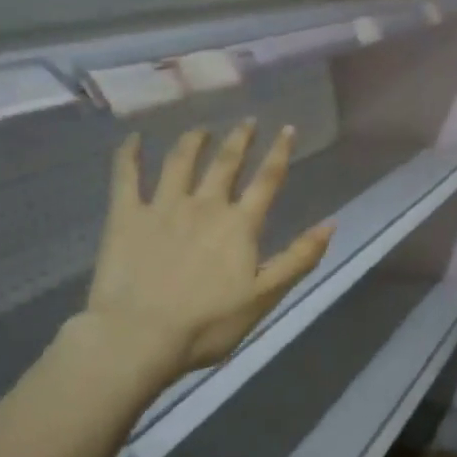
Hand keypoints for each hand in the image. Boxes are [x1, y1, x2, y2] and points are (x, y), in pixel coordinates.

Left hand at [78, 120, 332, 394]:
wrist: (139, 335)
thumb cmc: (209, 323)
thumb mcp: (265, 296)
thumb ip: (299, 258)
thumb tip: (331, 224)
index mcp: (240, 225)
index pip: (267, 180)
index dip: (279, 152)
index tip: (286, 128)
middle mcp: (204, 205)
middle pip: (225, 163)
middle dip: (239, 140)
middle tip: (246, 121)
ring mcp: (162, 207)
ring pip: (180, 162)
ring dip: (193, 141)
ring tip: (200, 129)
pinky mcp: (125, 217)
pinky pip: (126, 176)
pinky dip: (129, 155)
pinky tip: (133, 139)